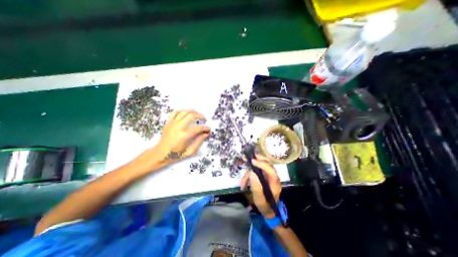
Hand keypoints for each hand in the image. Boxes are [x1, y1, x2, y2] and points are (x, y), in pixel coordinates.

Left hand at [156, 109, 208, 162]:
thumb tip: (206, 134)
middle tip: (204, 119)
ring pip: (184, 112)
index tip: (208, 129)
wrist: (160, 154)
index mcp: (184, 136)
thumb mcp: (190, 152)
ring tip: (197, 115)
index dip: (205, 128)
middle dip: (200, 116)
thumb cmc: (175, 155)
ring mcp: (172, 123)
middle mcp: (178, 127)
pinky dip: (182, 111)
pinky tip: (186, 114)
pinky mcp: (168, 122)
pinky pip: (175, 112)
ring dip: (193, 112)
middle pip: (191, 115)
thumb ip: (199, 142)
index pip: (198, 128)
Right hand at [241, 154, 280, 217]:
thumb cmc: (265, 205)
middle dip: (256, 159)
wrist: (268, 209)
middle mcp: (272, 176)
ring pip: (260, 165)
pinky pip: (257, 169)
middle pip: (267, 163)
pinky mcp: (264, 175)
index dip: (261, 163)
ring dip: (250, 169)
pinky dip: (249, 173)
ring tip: (242, 177)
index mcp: (274, 182)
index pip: (270, 169)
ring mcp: (268, 175)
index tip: (252, 161)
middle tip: (246, 158)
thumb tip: (251, 173)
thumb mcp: (259, 200)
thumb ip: (256, 187)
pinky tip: (244, 182)